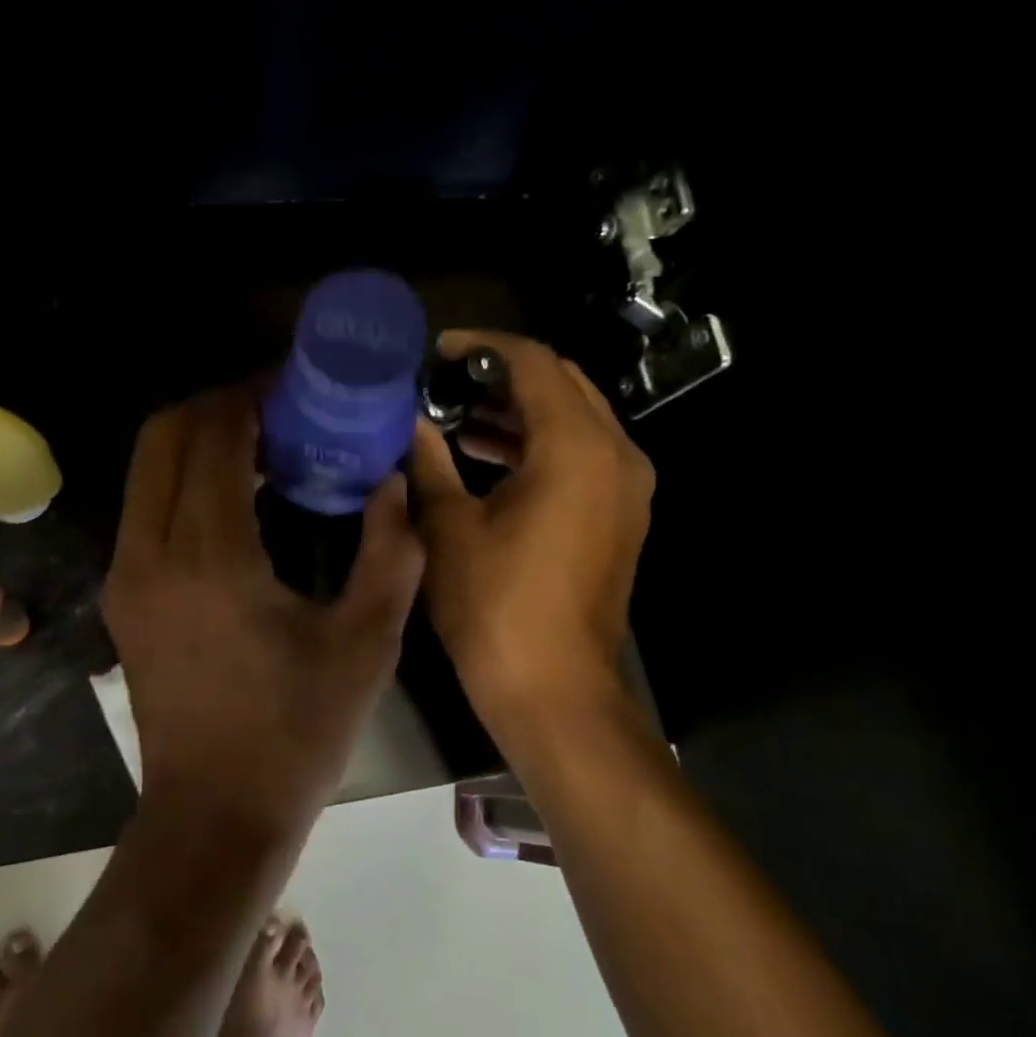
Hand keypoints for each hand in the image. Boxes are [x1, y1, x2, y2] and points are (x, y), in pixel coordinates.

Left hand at [102, 385, 424, 838]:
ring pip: (146, 467)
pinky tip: (233, 498)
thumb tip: (392, 483)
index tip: (296, 384)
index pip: (215, 435)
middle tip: (277, 407)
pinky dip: (181, 477)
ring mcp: (126, 575)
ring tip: (259, 445)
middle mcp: (151, 552)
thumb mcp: (366, 643)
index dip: (253, 394)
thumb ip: (390, 551)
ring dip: (196, 438)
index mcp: (210, 557)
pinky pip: (145, 505)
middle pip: (163, 433)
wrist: (214, 816)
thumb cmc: (297, 733)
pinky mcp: (122, 597)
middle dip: (217, 403)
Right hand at [407, 330, 654, 738]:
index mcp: (576, 447)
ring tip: (458, 416)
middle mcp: (616, 454)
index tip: (437, 351)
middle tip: (446, 381)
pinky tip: (487, 456)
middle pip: (561, 384)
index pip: (533, 363)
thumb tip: (410, 424)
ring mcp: (625, 487)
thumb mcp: (449, 527)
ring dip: (519, 411)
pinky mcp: (619, 515)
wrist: (554, 689)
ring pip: (573, 419)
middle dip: (502, 375)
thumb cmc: (495, 606)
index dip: (482, 347)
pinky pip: (581, 455)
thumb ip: (429, 462)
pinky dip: (538, 444)